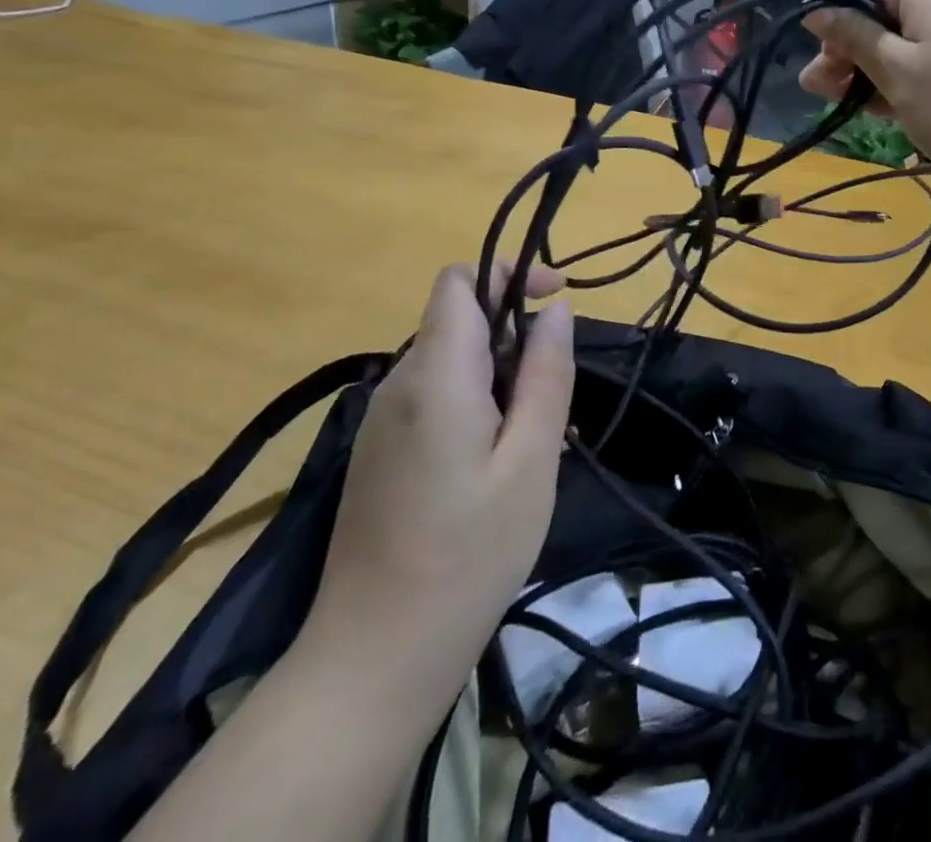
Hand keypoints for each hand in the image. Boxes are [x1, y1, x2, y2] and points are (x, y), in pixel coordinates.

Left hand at [300, 263, 574, 696]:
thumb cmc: (469, 555)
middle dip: (514, 337)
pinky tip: (495, 465)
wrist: (374, 656)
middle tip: (552, 401)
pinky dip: (475, 403)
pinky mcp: (379, 451)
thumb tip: (555, 310)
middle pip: (459, 320)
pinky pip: (434, 396)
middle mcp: (400, 385)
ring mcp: (382, 420)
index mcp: (436, 377)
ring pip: (451, 360)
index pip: (459, 282)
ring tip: (530, 441)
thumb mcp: (531, 459)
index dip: (509, 273)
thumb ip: (546, 375)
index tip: (556, 300)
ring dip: (500, 375)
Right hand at [800, 0, 930, 199]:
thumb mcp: (896, 75)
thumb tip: (817, 9)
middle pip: (890, 8)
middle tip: (828, 94)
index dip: (836, 14)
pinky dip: (917, 72)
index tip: (826, 61)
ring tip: (859, 108)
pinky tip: (901, 108)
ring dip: (881, 66)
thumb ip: (853, 38)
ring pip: (916, 34)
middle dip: (853, 48)